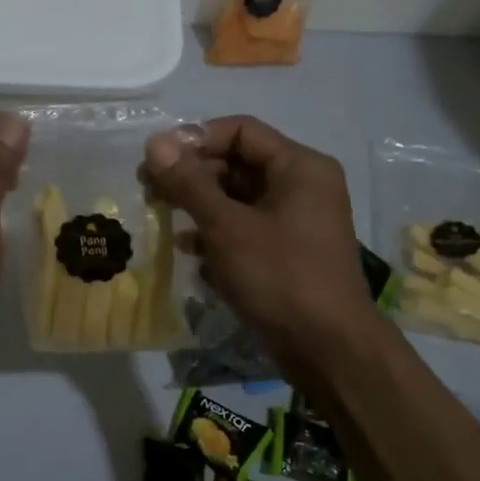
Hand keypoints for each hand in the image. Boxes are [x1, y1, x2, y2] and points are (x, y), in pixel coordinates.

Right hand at [143, 115, 382, 383]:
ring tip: (162, 216)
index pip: (240, 131)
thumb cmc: (280, 277)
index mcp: (299, 166)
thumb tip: (155, 143)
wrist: (329, 350)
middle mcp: (302, 185)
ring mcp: (296, 220)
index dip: (196, 139)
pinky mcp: (287, 251)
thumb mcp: (227, 227)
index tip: (158, 160)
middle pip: (238, 162)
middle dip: (193, 174)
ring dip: (199, 204)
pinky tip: (188, 249)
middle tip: (150, 189)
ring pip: (238, 197)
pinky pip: (246, 226)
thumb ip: (189, 183)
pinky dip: (216, 232)